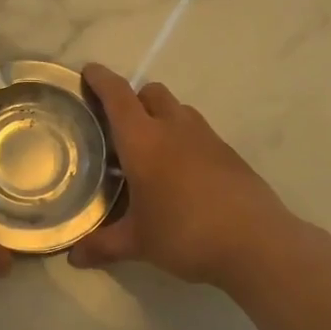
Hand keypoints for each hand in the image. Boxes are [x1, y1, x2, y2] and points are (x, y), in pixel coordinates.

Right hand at [69, 64, 293, 289]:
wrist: (256, 243)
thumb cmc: (185, 234)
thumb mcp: (138, 243)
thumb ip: (102, 245)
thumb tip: (74, 257)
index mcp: (143, 141)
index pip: (117, 96)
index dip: (100, 79)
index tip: (88, 72)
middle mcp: (174, 128)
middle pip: (150, 92)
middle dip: (132, 99)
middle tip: (117, 126)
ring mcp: (206, 137)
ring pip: (178, 109)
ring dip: (160, 117)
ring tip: (149, 151)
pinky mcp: (229, 153)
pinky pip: (198, 132)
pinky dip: (183, 139)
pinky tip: (180, 174)